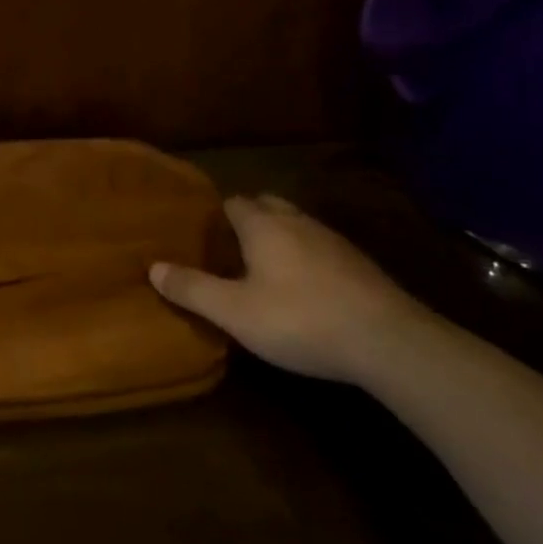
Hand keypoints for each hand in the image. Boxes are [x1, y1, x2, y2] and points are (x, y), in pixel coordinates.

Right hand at [150, 194, 430, 383]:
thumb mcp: (235, 312)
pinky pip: (322, 248)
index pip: (233, 202)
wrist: (389, 341)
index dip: (217, 214)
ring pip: (297, 225)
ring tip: (266, 266)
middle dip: (249, 217)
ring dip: (280, 237)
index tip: (203, 233)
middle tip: (231, 246)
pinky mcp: (360, 265)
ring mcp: (333, 241)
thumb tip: (152, 267)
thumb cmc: (300, 319)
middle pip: (267, 205)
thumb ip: (192, 289)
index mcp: (263, 225)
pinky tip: (306, 287)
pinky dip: (307, 257)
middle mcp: (297, 222)